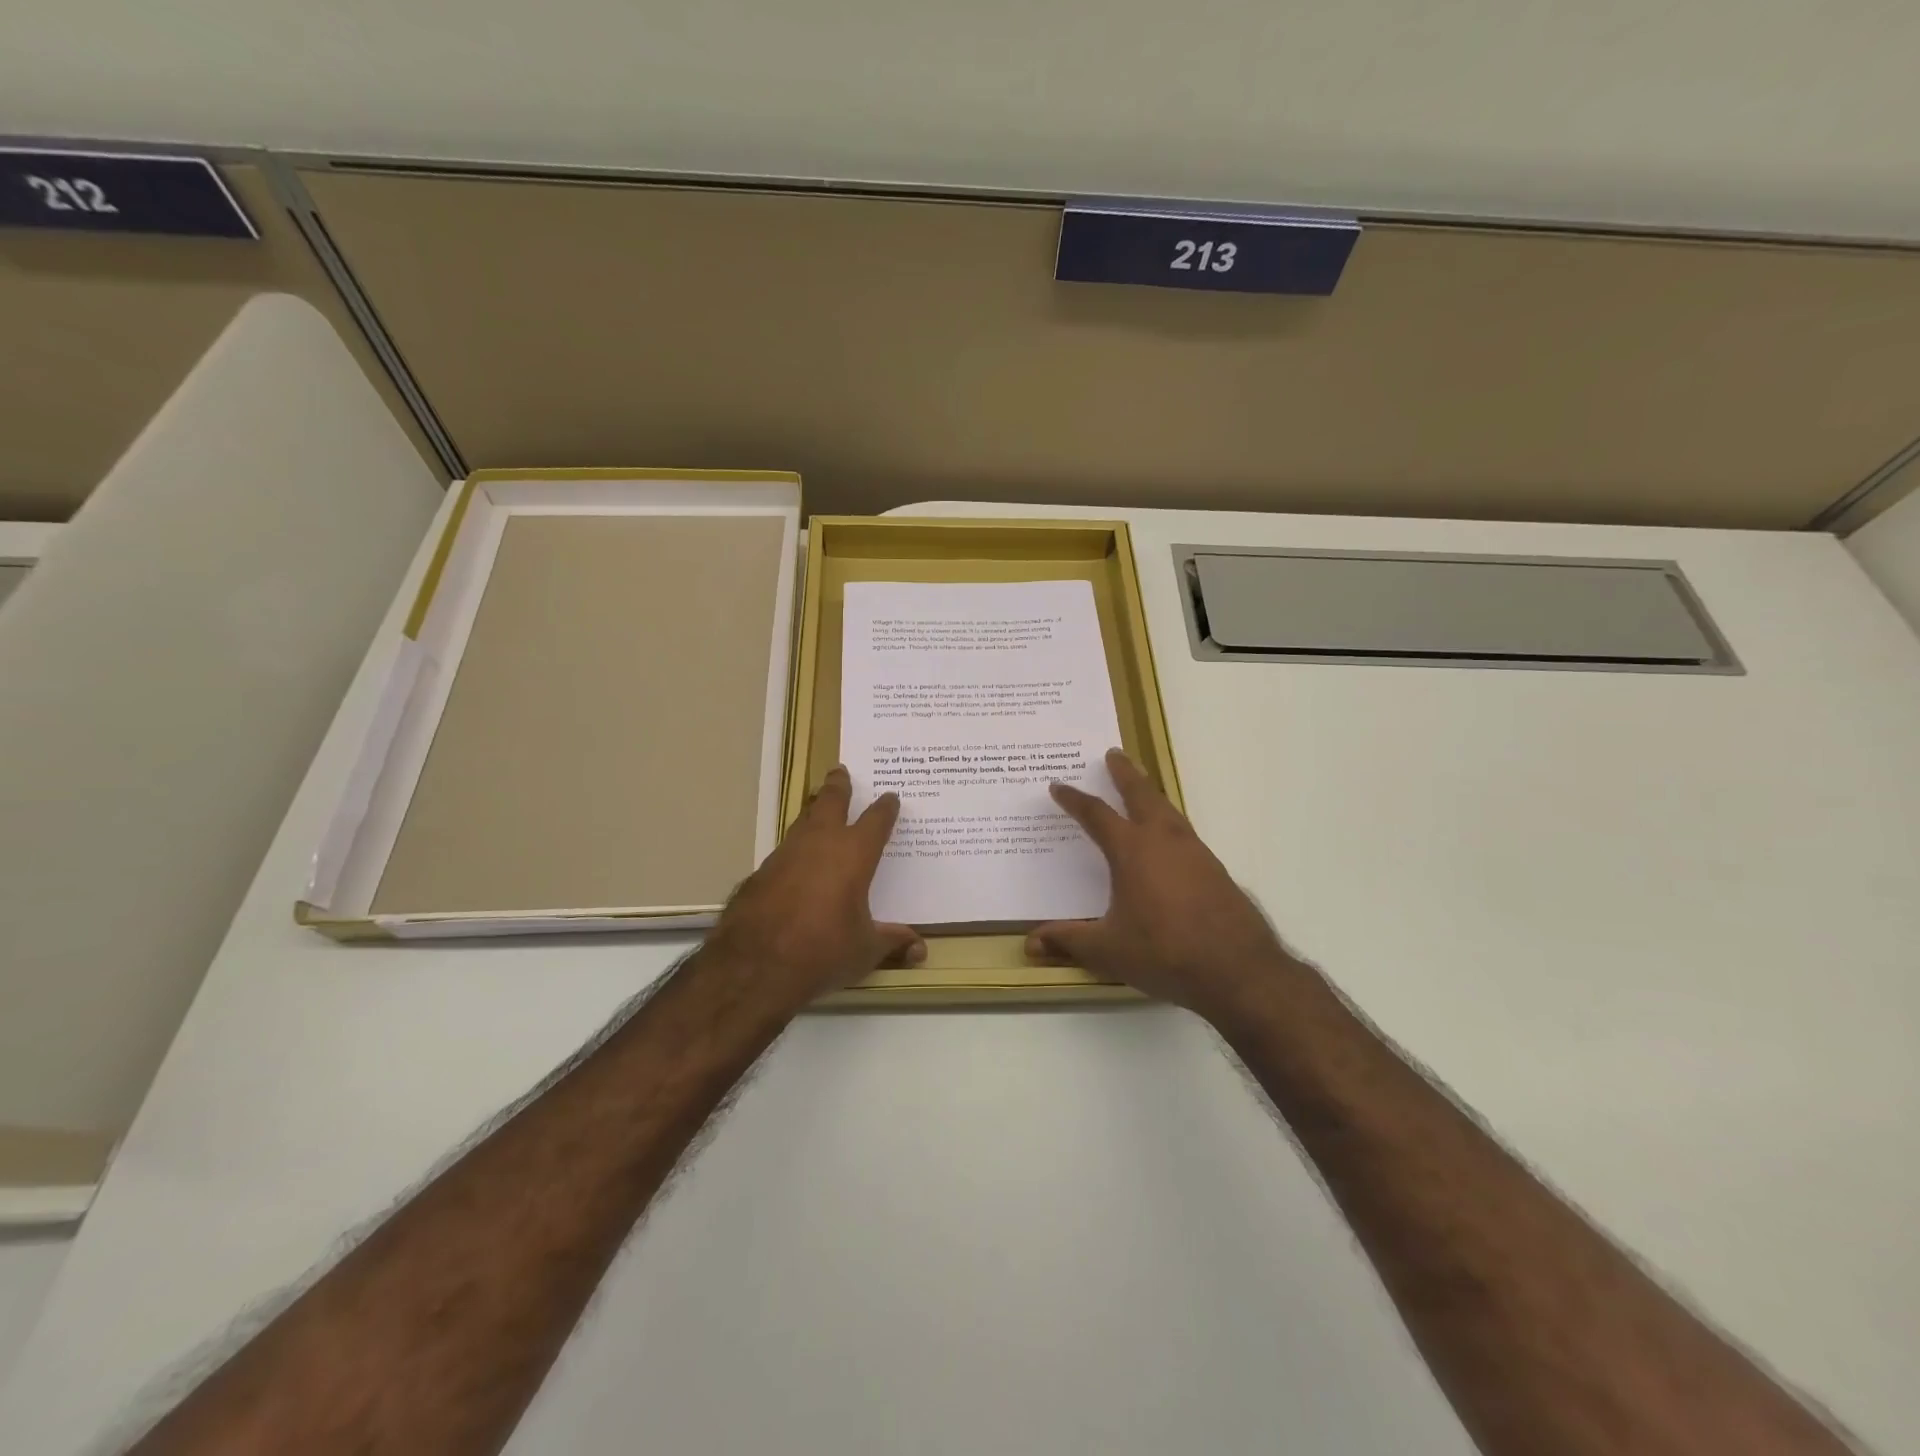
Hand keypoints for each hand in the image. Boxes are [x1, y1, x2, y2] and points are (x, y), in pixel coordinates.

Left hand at [704, 766, 923, 1007]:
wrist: (755, 964)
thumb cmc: (822, 951)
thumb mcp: (865, 950)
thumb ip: (892, 943)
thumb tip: (921, 951)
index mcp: (853, 854)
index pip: (876, 821)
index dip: (885, 808)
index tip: (890, 798)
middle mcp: (819, 844)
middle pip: (830, 802)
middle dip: (838, 786)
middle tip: (840, 772)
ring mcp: (785, 854)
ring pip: (802, 822)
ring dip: (812, 813)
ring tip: (817, 808)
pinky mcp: (760, 872)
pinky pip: (783, 851)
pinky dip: (794, 850)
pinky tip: (794, 863)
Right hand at [1026, 749, 1295, 1022]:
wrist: (1237, 970)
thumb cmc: (1164, 952)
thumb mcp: (1108, 950)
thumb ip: (1069, 941)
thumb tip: (1031, 942)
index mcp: (1132, 850)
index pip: (1096, 815)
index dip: (1074, 799)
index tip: (1059, 785)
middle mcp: (1163, 840)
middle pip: (1141, 794)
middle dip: (1124, 773)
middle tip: (1113, 753)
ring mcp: (1195, 852)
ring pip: (1168, 809)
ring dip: (1150, 793)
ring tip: (1141, 789)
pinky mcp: (1215, 869)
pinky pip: (1185, 832)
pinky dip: (1169, 822)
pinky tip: (1168, 840)